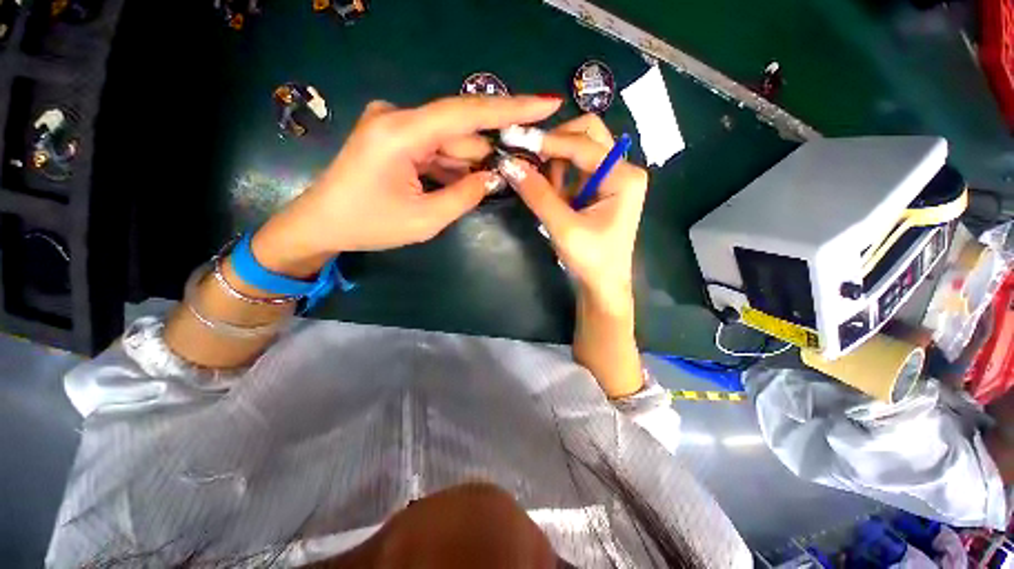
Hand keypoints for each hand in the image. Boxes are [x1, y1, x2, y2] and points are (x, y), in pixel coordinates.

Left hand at [252, 95, 562, 276]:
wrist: (322, 224)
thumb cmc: (369, 225)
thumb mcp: (425, 220)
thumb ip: (464, 196)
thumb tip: (494, 176)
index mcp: (401, 133)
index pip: (466, 113)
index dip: (511, 108)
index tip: (546, 103)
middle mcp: (398, 117)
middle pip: (460, 132)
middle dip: (489, 153)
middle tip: (516, 171)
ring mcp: (395, 125)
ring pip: (450, 142)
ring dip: (469, 165)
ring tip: (483, 187)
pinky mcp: (395, 137)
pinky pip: (435, 148)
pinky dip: (452, 166)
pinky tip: (461, 183)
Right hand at [498, 114, 647, 305]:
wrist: (603, 285)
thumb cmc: (590, 260)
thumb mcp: (563, 227)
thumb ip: (538, 194)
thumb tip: (509, 164)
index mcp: (623, 176)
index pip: (583, 145)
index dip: (547, 141)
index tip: (514, 139)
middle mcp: (623, 168)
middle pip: (587, 134)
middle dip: (556, 144)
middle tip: (531, 160)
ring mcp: (613, 177)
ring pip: (581, 148)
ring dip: (557, 161)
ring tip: (545, 189)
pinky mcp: (601, 188)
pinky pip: (577, 168)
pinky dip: (560, 174)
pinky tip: (554, 194)